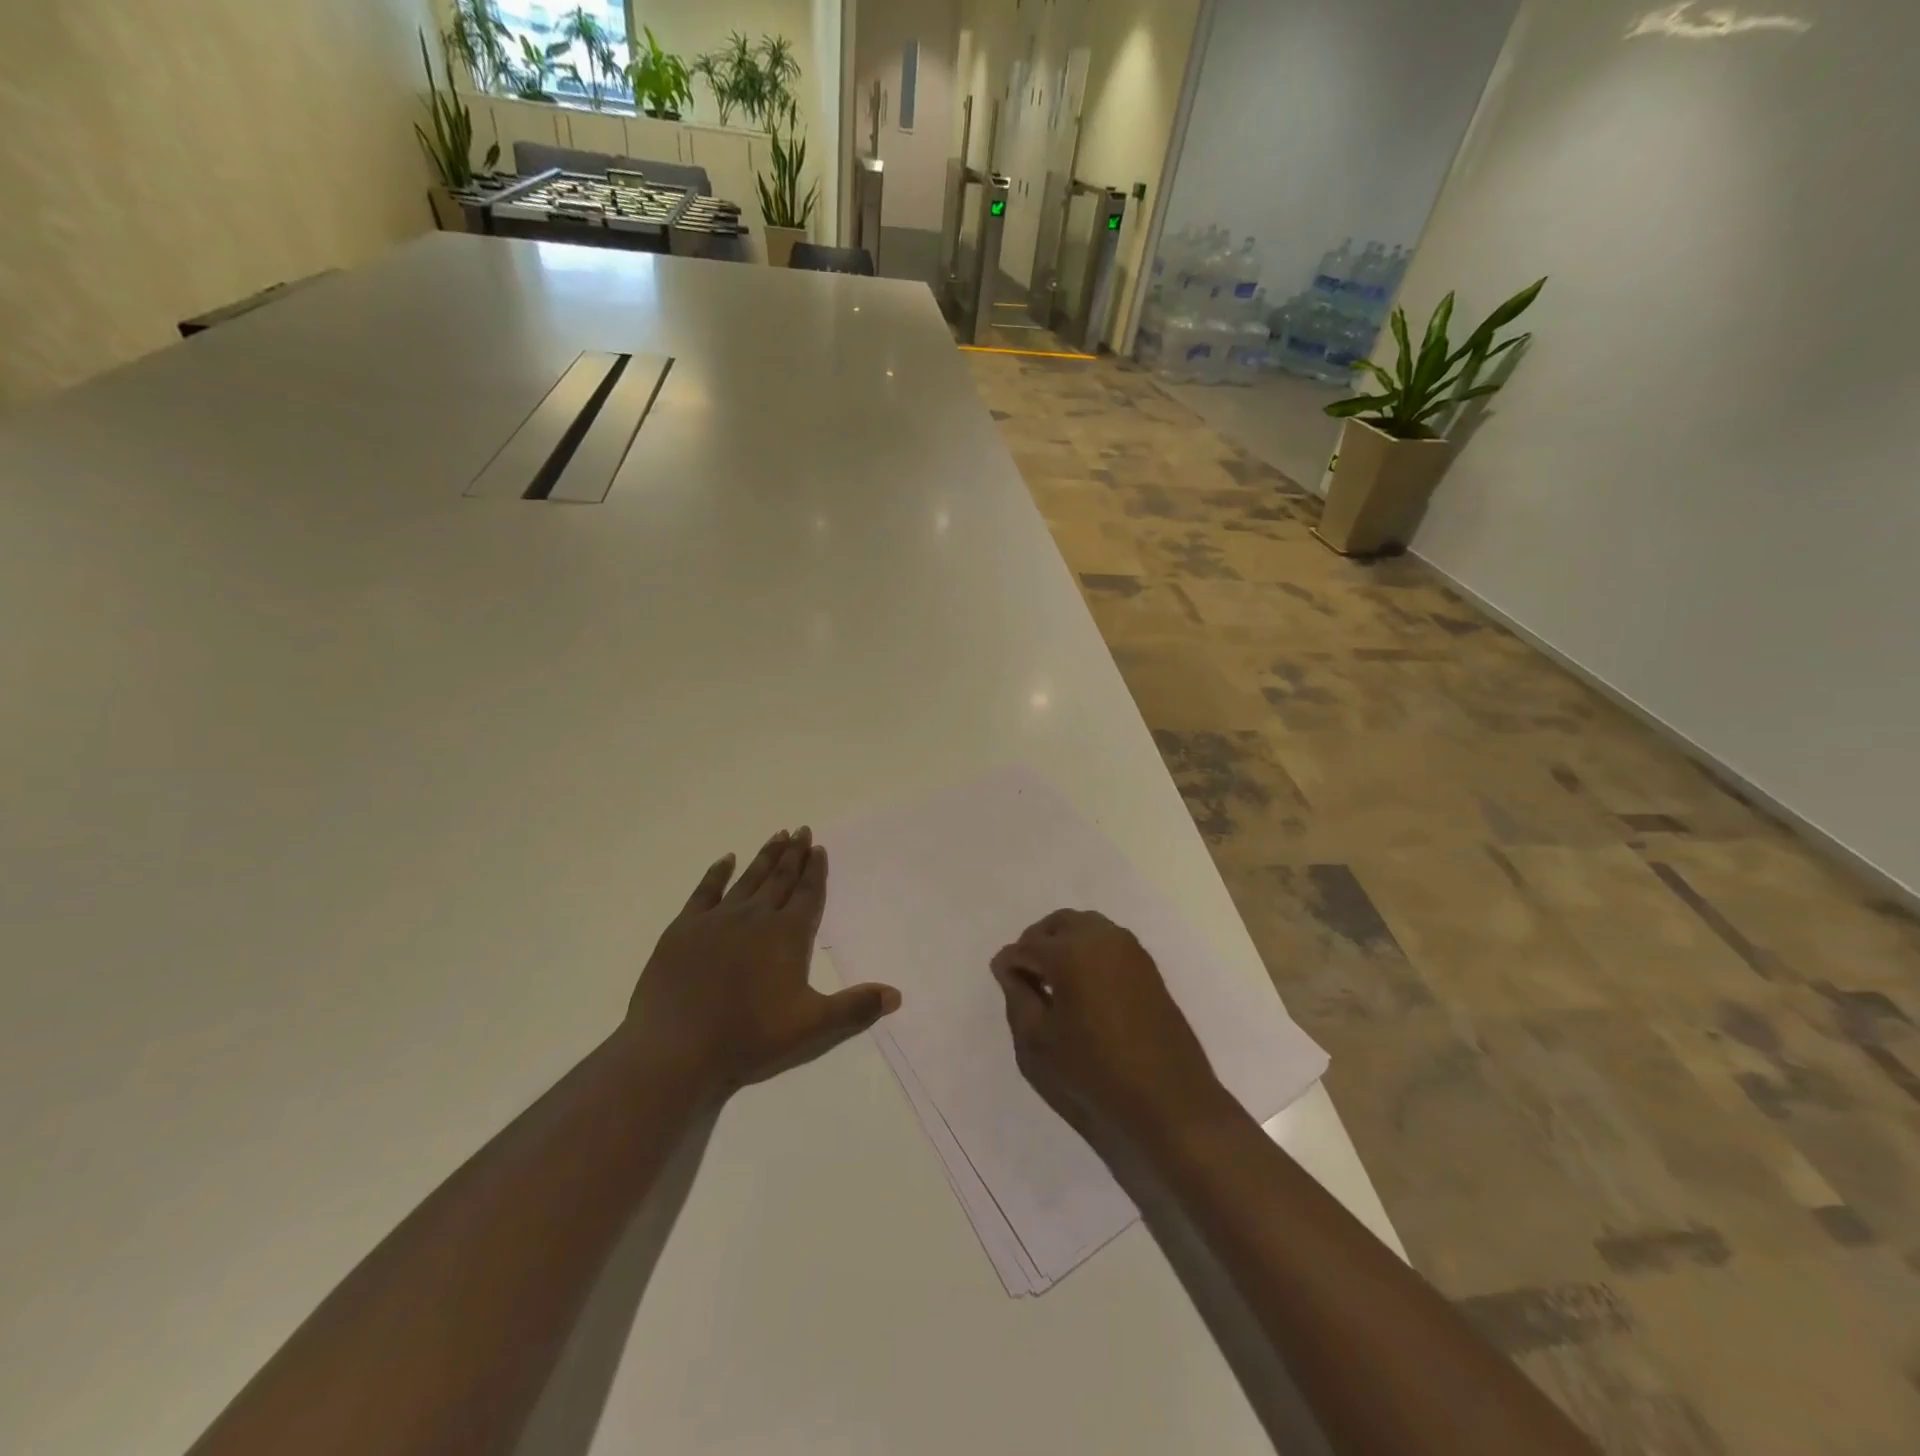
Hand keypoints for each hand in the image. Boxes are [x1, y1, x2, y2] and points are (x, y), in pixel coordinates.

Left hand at [623, 827, 900, 1098]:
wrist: (675, 1047)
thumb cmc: (748, 1037)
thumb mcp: (811, 1028)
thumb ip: (855, 1008)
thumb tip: (896, 994)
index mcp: (787, 936)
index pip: (808, 895)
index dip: (816, 871)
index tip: (819, 848)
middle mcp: (756, 917)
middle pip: (780, 879)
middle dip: (794, 854)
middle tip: (802, 830)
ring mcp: (717, 920)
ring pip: (748, 879)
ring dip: (765, 857)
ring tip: (777, 836)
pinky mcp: (684, 929)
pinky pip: (705, 891)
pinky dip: (717, 873)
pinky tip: (726, 860)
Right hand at [991, 909, 1228, 1141]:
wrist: (1169, 1101)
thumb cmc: (1094, 1072)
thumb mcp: (1037, 1043)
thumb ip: (1017, 997)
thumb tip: (1009, 969)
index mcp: (1070, 951)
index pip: (1026, 946)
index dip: (1010, 964)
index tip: (1002, 982)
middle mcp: (1101, 937)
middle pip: (1058, 924)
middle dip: (1037, 943)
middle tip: (1026, 977)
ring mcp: (1129, 948)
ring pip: (1085, 927)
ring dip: (1064, 943)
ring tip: (1054, 982)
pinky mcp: (1148, 965)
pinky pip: (1107, 942)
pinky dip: (1088, 951)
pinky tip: (1083, 987)